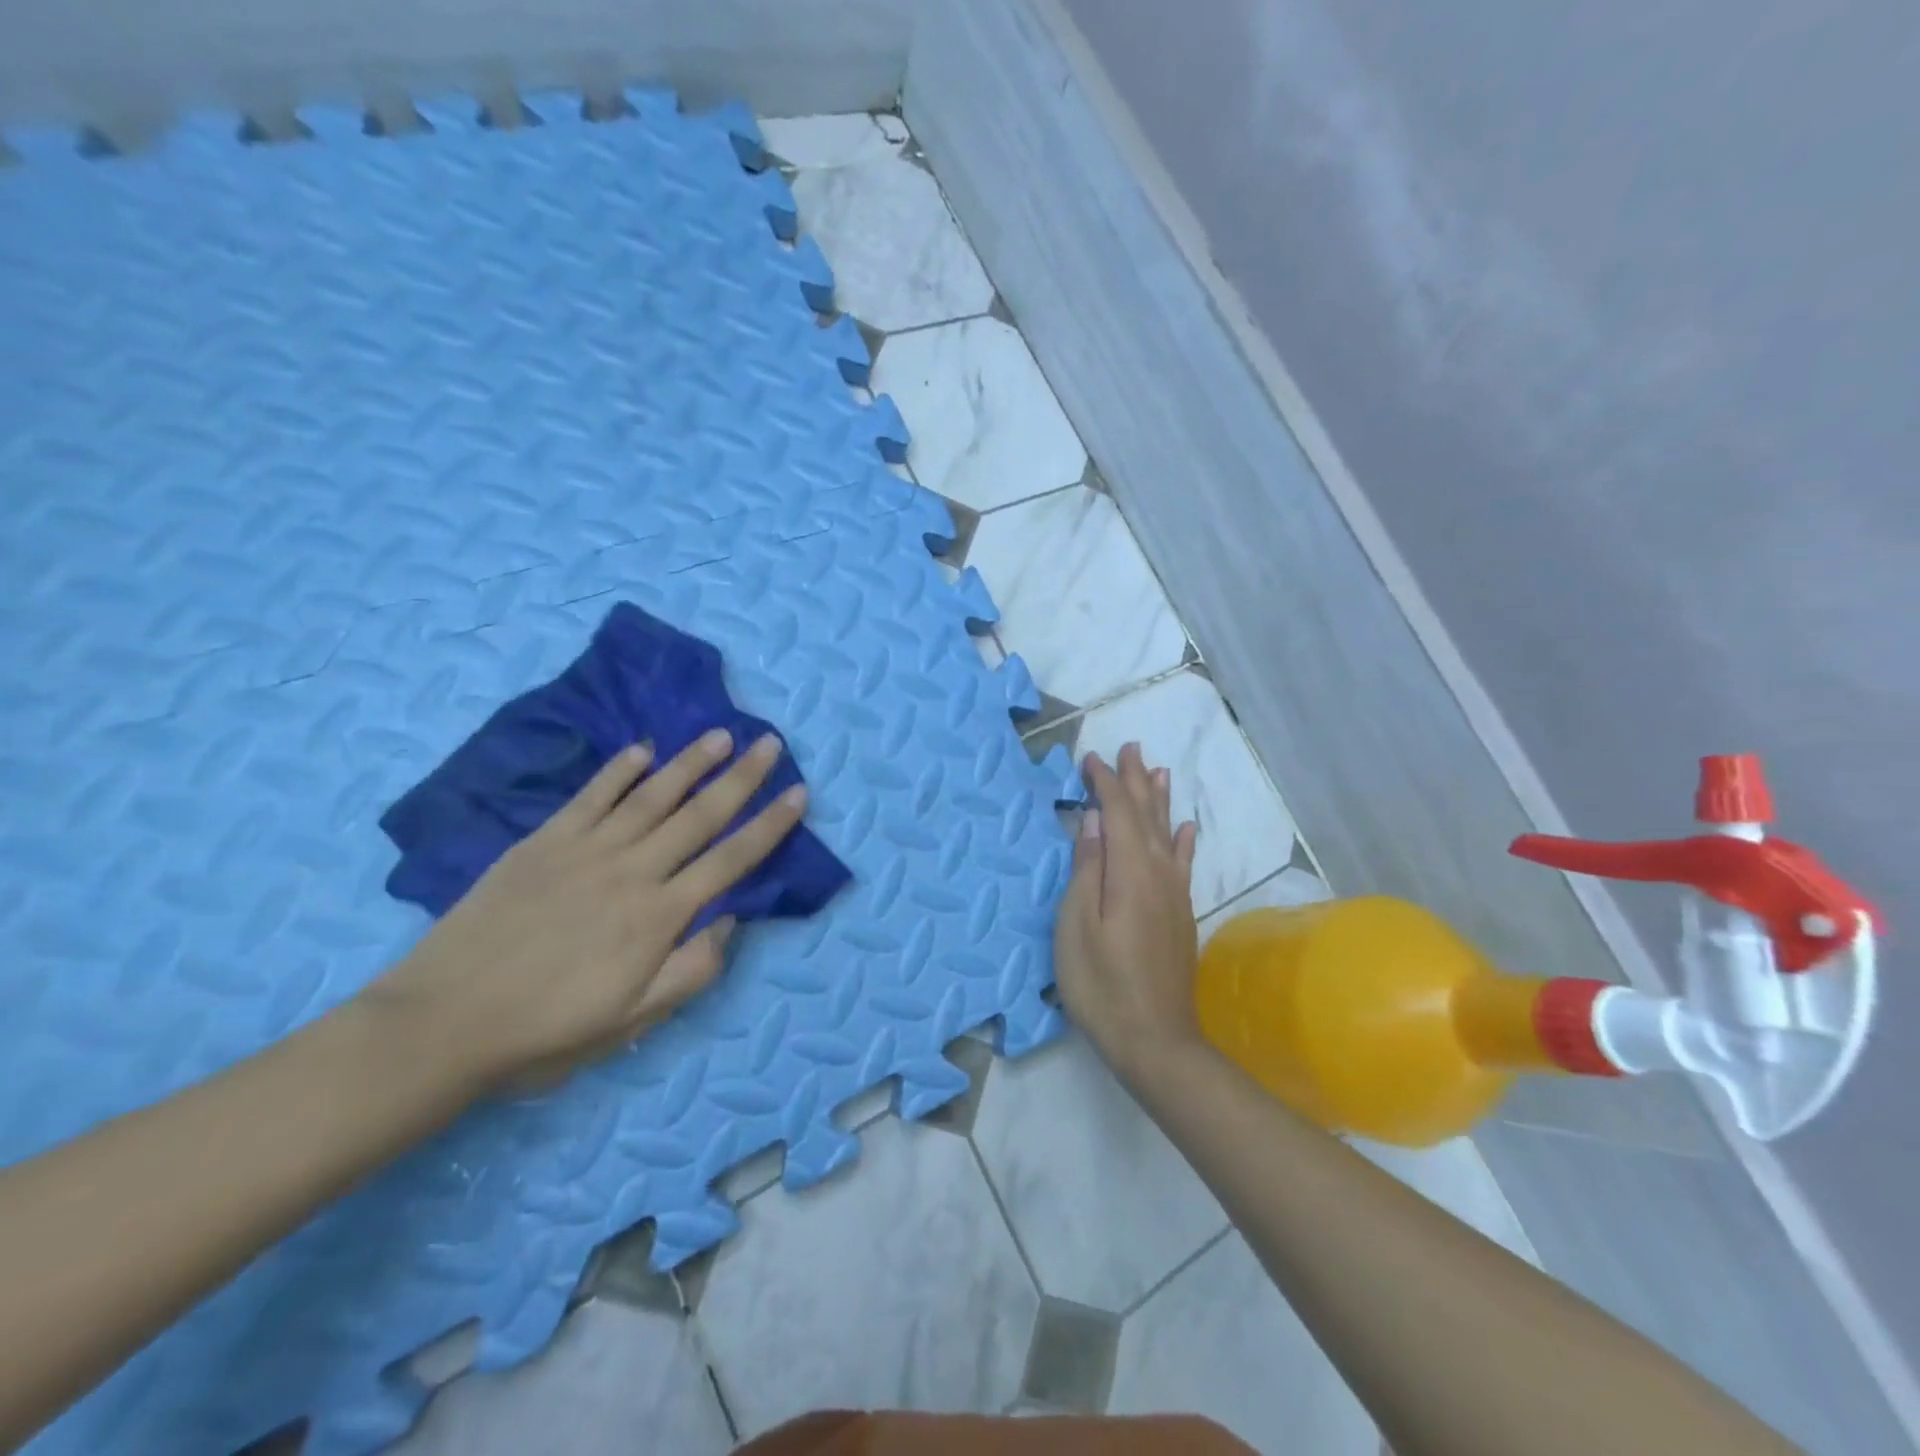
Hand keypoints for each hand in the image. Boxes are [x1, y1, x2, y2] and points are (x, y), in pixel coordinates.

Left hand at [366, 729, 805, 1095]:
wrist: (443, 1022)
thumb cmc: (547, 1029)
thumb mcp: (633, 1021)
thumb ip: (692, 970)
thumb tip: (732, 921)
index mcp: (660, 916)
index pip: (731, 860)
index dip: (770, 825)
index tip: (798, 794)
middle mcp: (633, 871)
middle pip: (700, 815)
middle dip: (742, 778)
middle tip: (770, 743)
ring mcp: (586, 850)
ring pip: (652, 795)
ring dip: (691, 762)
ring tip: (721, 734)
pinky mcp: (544, 841)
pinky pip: (591, 796)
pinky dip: (619, 770)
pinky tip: (642, 750)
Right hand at [1053, 743, 1203, 1081]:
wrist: (1155, 1040)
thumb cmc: (1101, 984)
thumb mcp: (1076, 926)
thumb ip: (1087, 868)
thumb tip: (1093, 819)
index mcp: (1129, 872)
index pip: (1118, 812)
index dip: (1106, 782)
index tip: (1089, 759)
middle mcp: (1158, 873)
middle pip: (1147, 815)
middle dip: (1136, 780)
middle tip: (1130, 747)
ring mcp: (1173, 894)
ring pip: (1166, 833)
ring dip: (1160, 800)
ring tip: (1158, 770)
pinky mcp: (1179, 914)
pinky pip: (1183, 863)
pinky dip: (1183, 840)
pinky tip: (1185, 828)